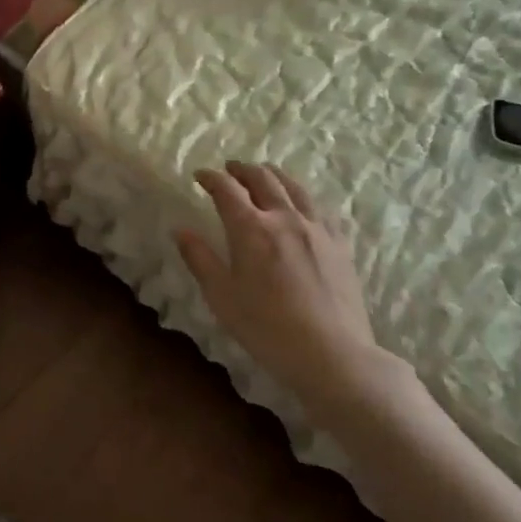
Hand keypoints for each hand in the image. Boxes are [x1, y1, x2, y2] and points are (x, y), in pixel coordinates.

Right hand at [174, 162, 414, 414]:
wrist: (331, 353)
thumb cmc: (266, 328)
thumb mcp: (222, 297)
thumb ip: (200, 259)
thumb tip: (180, 230)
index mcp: (252, 229)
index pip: (227, 190)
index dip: (211, 178)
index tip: (200, 175)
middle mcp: (285, 218)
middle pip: (263, 180)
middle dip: (243, 170)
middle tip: (230, 168)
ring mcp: (317, 229)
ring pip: (295, 187)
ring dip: (274, 175)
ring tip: (265, 173)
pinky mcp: (340, 244)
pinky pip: (321, 208)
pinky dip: (304, 196)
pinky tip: (302, 204)